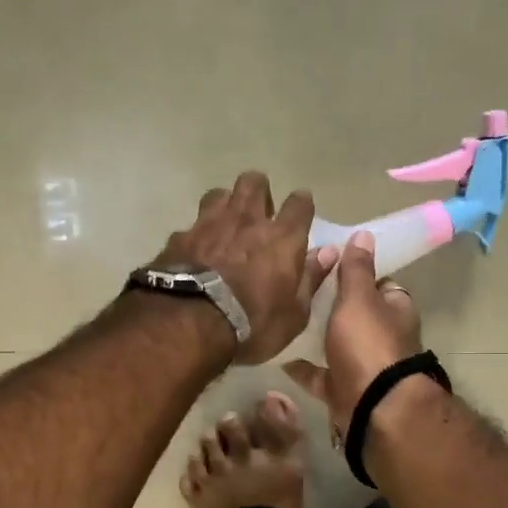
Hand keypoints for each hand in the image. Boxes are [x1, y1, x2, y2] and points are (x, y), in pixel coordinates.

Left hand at [148, 172, 332, 364]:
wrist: (189, 323)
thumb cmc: (252, 324)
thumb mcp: (294, 314)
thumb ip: (310, 279)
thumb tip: (327, 253)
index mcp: (282, 238)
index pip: (300, 204)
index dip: (301, 205)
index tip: (300, 212)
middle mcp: (247, 221)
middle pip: (254, 183)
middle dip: (259, 190)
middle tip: (259, 211)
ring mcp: (209, 225)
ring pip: (219, 194)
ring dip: (225, 204)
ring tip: (225, 223)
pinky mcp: (180, 238)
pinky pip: (192, 225)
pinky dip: (197, 234)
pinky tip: (195, 250)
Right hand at [283, 231, 422, 431]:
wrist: (373, 407)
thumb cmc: (368, 345)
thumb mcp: (359, 298)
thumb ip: (357, 269)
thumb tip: (363, 234)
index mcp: (393, 309)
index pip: (376, 283)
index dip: (354, 272)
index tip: (326, 263)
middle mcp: (381, 336)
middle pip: (353, 314)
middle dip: (328, 304)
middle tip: (295, 288)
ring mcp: (362, 365)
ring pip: (335, 344)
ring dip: (314, 336)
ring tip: (282, 318)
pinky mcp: (344, 389)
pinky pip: (319, 376)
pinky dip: (302, 368)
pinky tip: (278, 356)